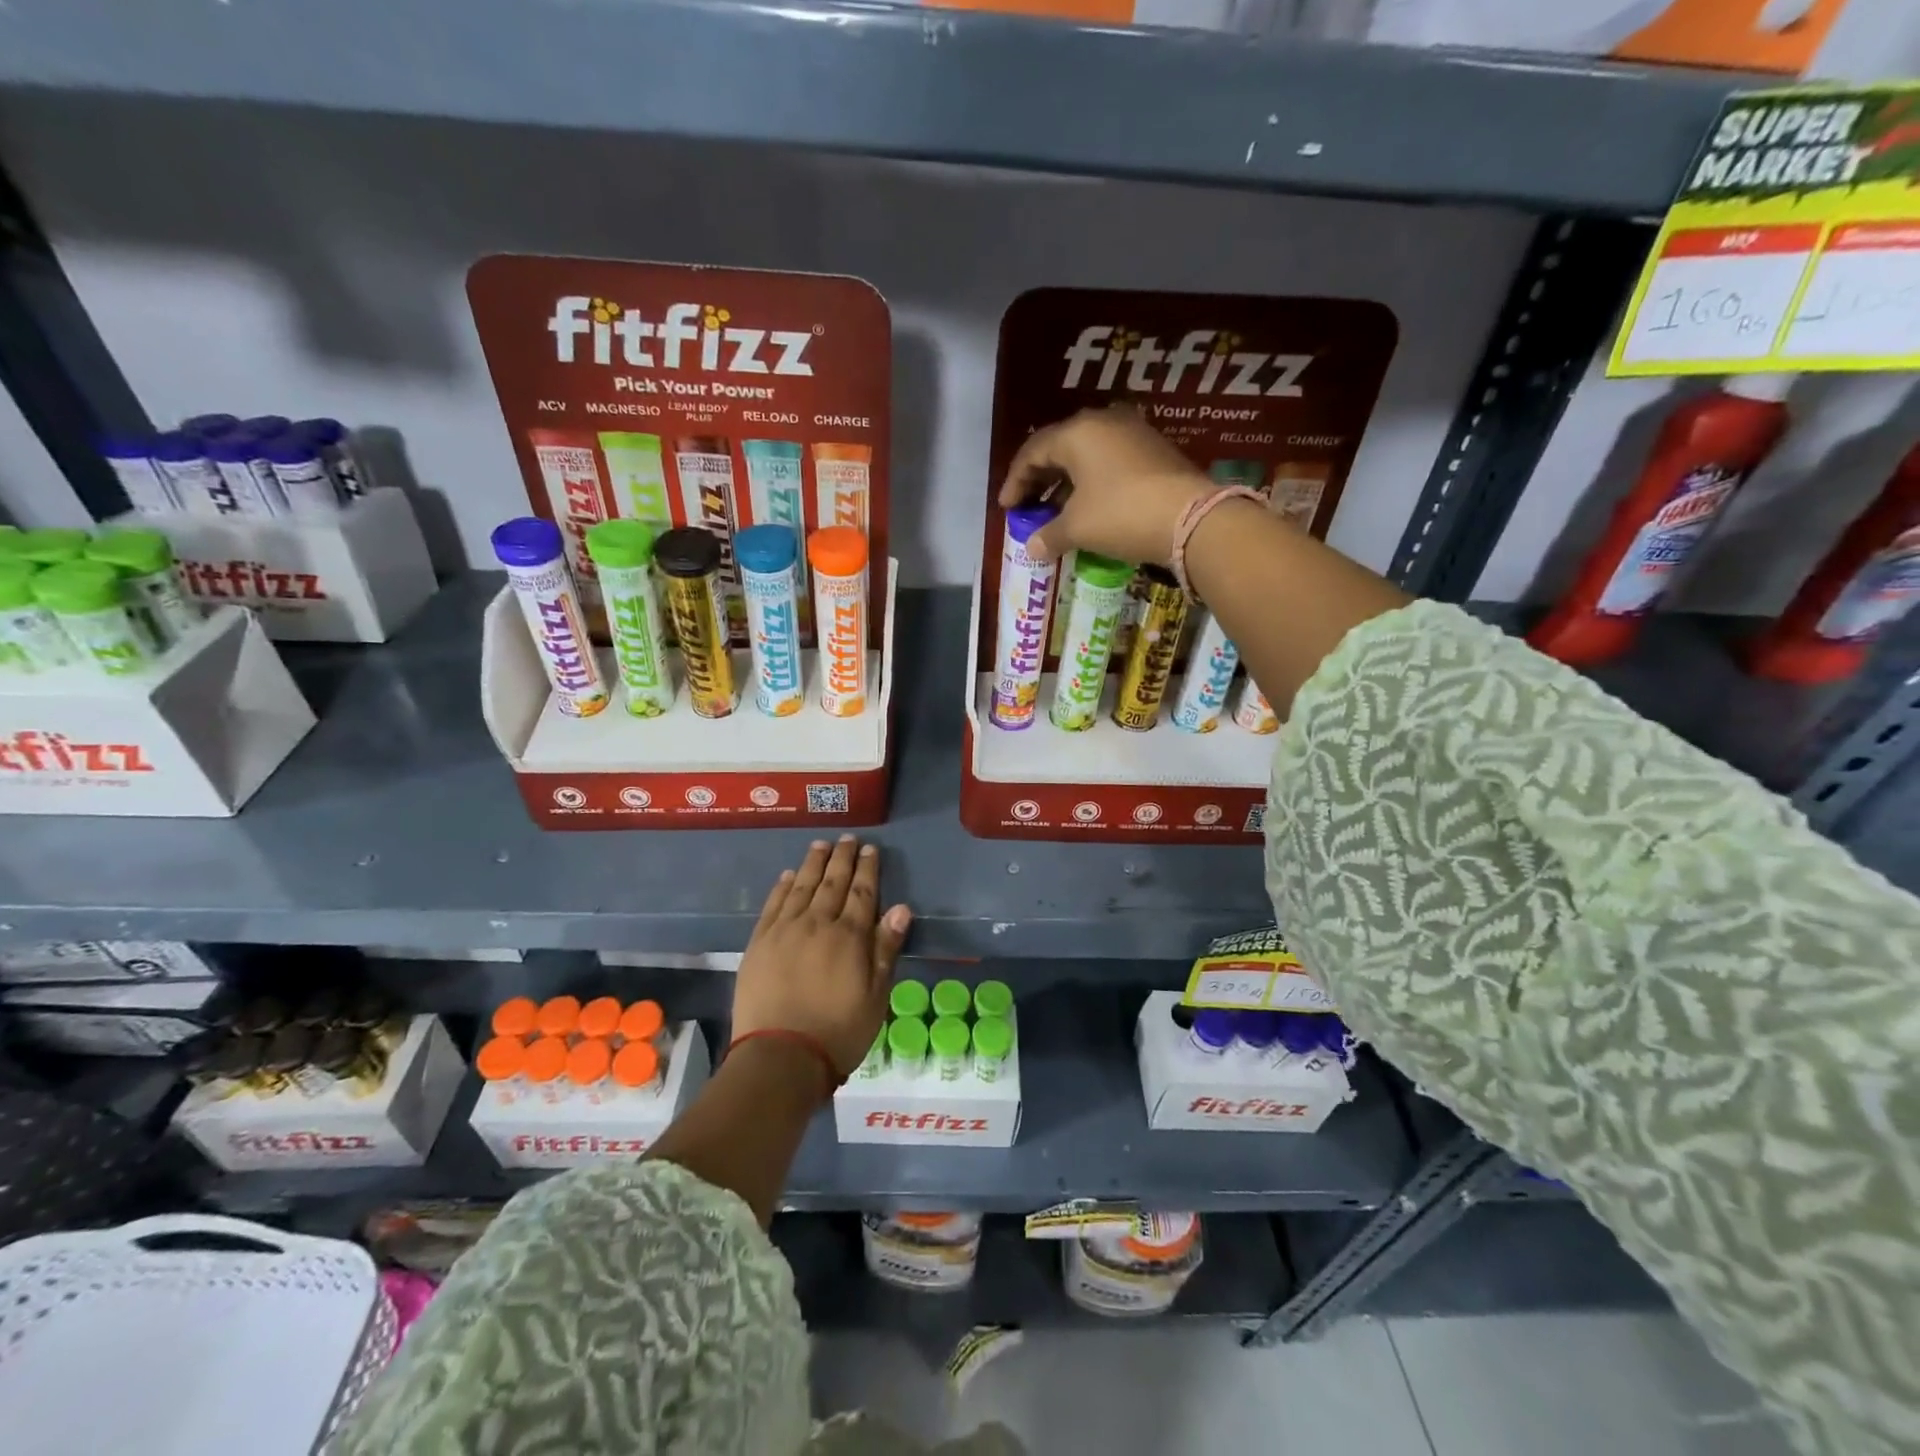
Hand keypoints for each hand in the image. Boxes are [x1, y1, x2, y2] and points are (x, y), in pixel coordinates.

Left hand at [732, 836, 911, 1082]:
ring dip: (813, 864)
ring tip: (820, 845)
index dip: (868, 869)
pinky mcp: (759, 943)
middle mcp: (817, 924)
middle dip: (842, 859)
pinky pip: (773, 905)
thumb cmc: (838, 1032)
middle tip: (847, 839)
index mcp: (849, 937)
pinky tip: (788, 875)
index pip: (863, 893)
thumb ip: (886, 949)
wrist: (780, 1057)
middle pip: (832, 882)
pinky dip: (782, 887)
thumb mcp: (876, 996)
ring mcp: (784, 931)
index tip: (870, 849)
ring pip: (801, 886)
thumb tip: (901, 908)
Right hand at [997, 405, 1210, 567]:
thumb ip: (1049, 535)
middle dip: (1039, 479)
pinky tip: (1088, 505)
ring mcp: (1132, 432)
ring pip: (1086, 453)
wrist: (1192, 518)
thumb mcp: (1078, 528)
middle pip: (1059, 447)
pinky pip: (1109, 460)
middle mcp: (1104, 421)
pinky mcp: (1153, 449)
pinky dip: (1091, 481)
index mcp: (1077, 432)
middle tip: (1027, 506)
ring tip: (1055, 509)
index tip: (1006, 507)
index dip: (1015, 481)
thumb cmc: (1122, 514)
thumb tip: (1032, 548)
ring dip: (1066, 481)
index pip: (1033, 452)